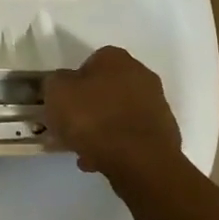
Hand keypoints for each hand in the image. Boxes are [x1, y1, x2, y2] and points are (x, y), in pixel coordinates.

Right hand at [43, 46, 183, 177]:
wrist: (139, 160)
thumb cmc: (93, 118)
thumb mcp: (56, 93)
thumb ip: (55, 83)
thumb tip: (63, 85)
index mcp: (115, 58)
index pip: (89, 63)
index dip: (72, 84)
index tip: (61, 104)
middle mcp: (141, 75)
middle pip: (105, 90)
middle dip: (87, 108)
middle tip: (69, 128)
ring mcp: (156, 105)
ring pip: (117, 114)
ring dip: (100, 129)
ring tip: (82, 151)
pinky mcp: (163, 133)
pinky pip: (130, 135)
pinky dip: (116, 145)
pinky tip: (100, 161)